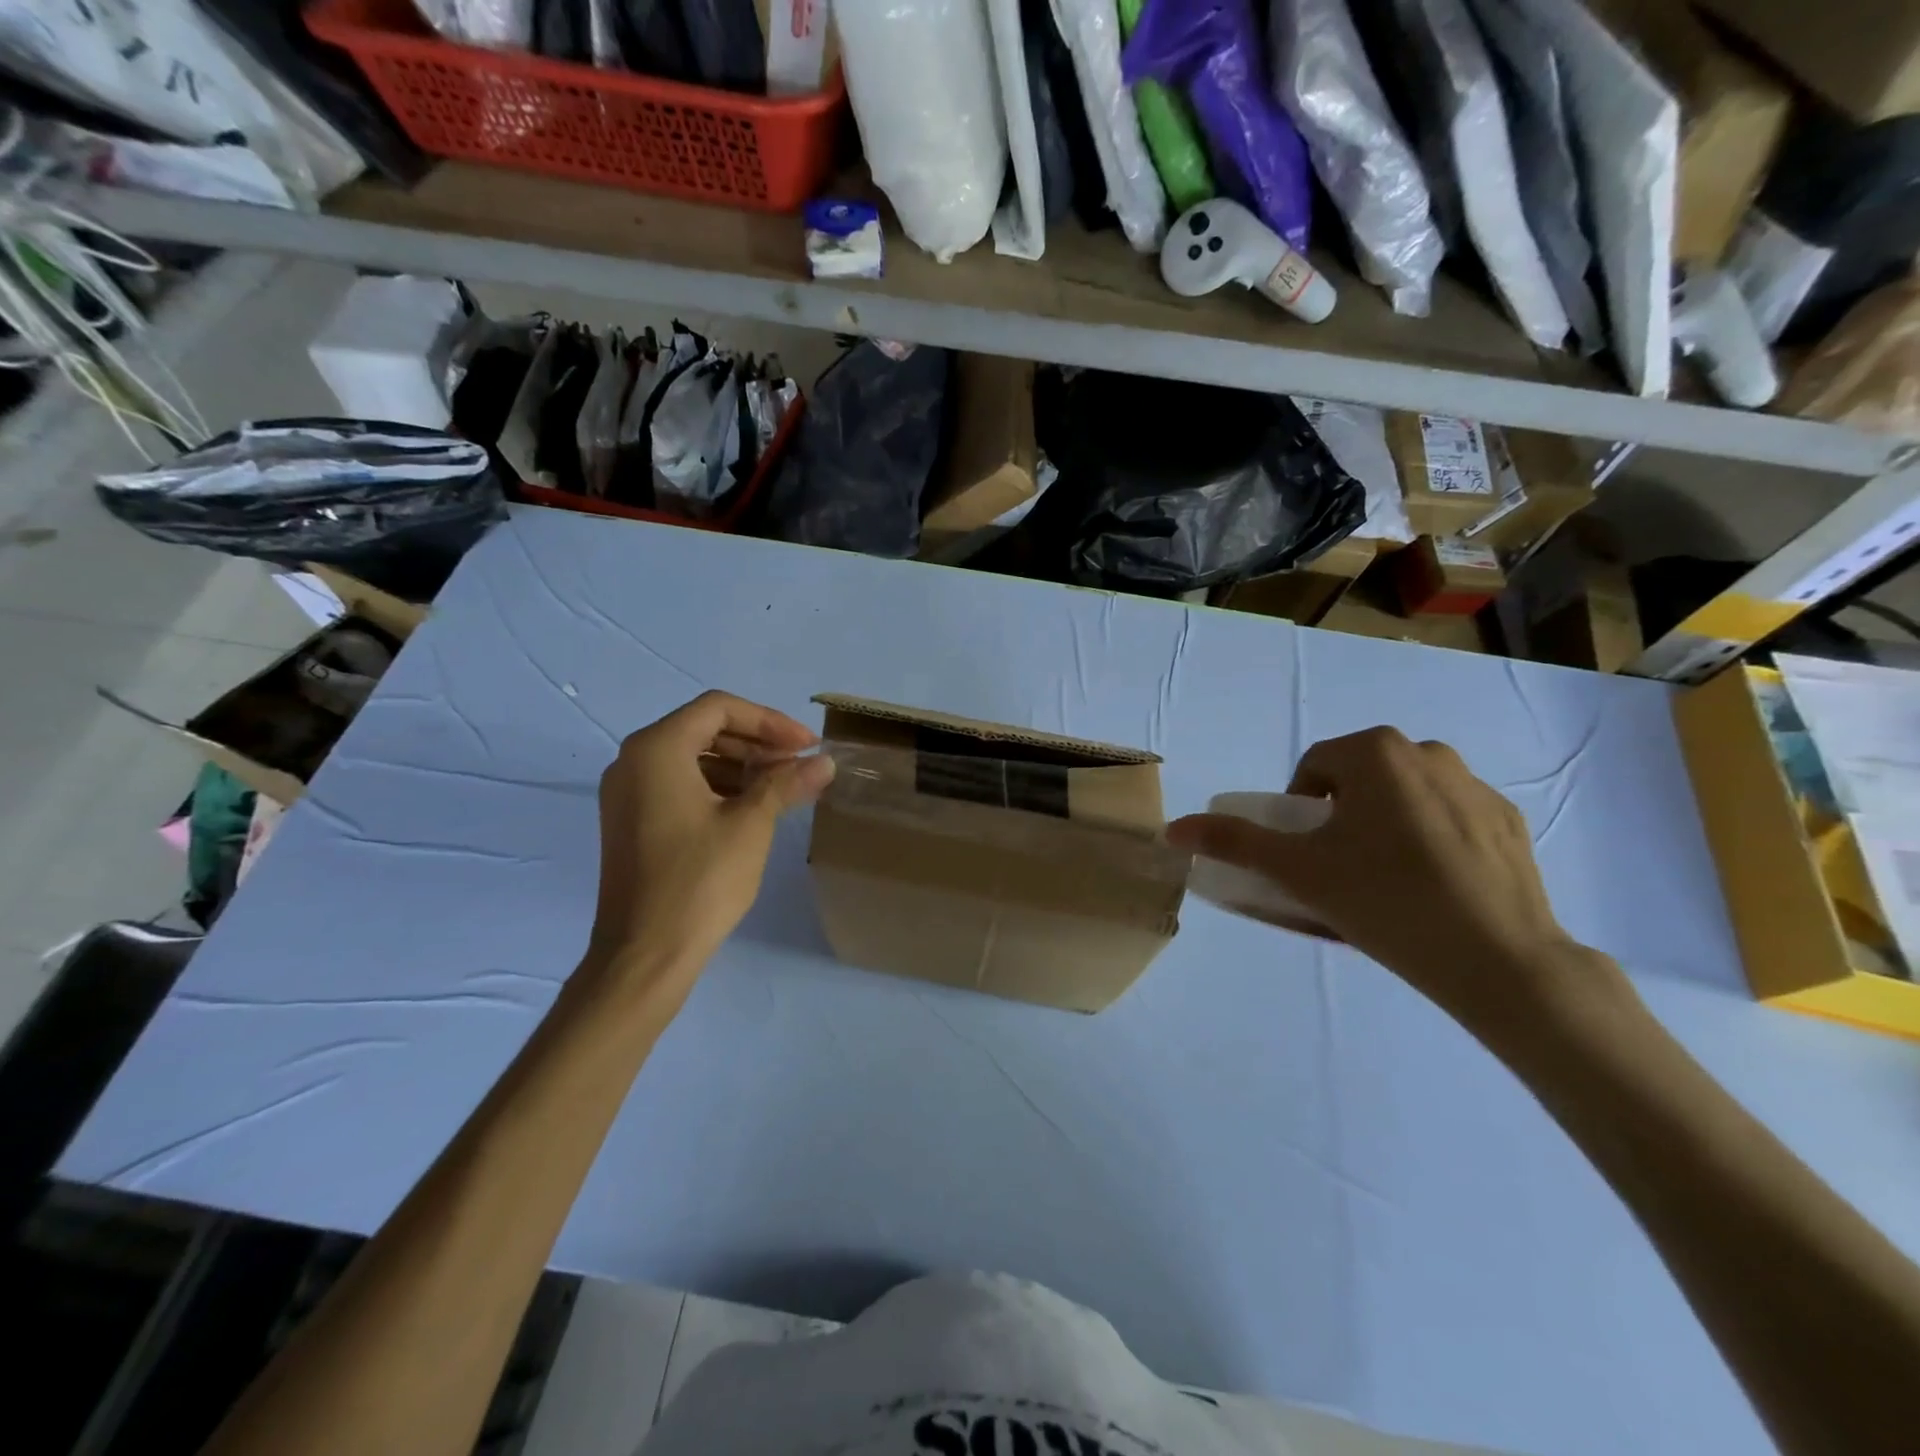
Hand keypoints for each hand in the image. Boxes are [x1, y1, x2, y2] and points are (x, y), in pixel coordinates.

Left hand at [585, 691, 833, 1011]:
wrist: (645, 954)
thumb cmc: (699, 880)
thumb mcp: (751, 824)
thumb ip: (786, 783)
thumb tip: (824, 762)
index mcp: (656, 749)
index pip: (719, 708)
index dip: (769, 720)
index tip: (806, 746)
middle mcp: (633, 760)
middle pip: (703, 728)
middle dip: (757, 742)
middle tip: (799, 764)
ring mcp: (627, 793)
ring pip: (692, 757)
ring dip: (740, 764)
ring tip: (782, 787)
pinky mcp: (631, 821)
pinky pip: (678, 784)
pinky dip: (717, 786)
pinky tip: (751, 808)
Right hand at [1168, 727, 1626, 1038]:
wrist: (1500, 960)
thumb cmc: (1385, 900)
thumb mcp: (1297, 871)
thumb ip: (1234, 842)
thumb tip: (1173, 828)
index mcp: (1376, 752)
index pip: (1314, 767)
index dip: (1299, 810)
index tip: (1307, 855)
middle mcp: (1429, 752)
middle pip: (1361, 778)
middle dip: (1342, 815)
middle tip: (1341, 868)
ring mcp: (1477, 786)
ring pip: (1406, 795)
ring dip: (1385, 824)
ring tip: (1387, 879)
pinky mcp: (1511, 821)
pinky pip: (1450, 817)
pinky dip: (1432, 839)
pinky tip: (1435, 887)